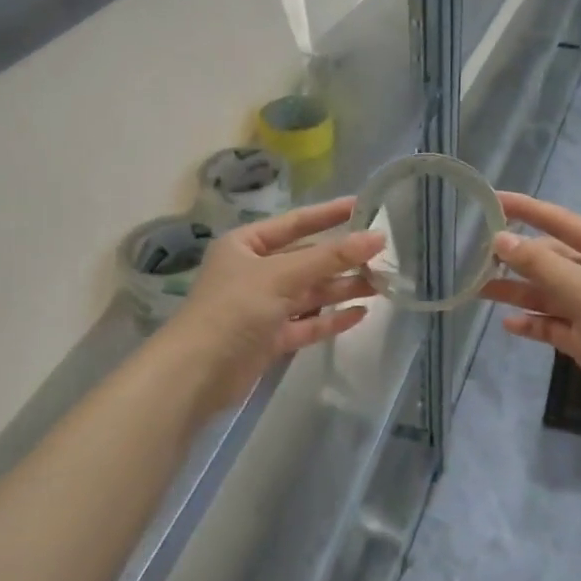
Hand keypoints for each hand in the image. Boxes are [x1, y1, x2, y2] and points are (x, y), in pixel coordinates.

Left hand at [160, 197, 382, 413]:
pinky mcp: (270, 338)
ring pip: (310, 293)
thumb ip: (330, 258)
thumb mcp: (282, 275)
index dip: (329, 214)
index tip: (363, 206)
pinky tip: (360, 314)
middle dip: (342, 258)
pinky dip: (330, 319)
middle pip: (306, 259)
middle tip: (383, 254)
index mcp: (246, 245)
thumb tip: (377, 237)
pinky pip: (307, 324)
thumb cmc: (234, 309)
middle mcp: (254, 271)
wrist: (197, 373)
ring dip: (342, 288)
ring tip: (380, 284)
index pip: (295, 223)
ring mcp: (262, 306)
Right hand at [480, 193, 580, 446]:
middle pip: (555, 260)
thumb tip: (501, 239)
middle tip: (477, 256)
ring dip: (519, 291)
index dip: (528, 211)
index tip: (493, 200)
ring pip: (551, 294)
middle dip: (519, 258)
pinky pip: (556, 325)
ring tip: (479, 290)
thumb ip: (542, 265)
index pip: (563, 223)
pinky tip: (509, 324)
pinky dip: (534, 323)